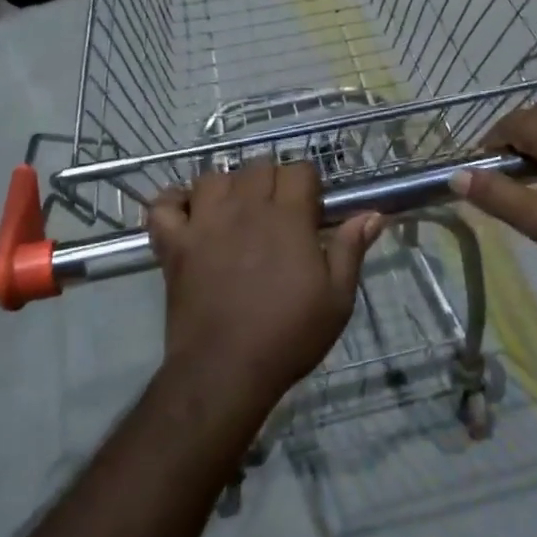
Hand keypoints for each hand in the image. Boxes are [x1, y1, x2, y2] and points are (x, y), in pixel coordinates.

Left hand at [146, 161, 382, 414]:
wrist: (225, 370)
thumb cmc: (288, 335)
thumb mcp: (337, 298)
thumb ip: (351, 249)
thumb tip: (374, 213)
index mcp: (287, 217)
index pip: (298, 170)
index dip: (308, 184)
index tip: (311, 209)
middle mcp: (244, 208)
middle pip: (256, 166)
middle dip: (271, 180)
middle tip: (277, 212)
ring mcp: (204, 223)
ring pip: (212, 177)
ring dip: (226, 187)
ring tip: (235, 211)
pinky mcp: (174, 244)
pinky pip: (163, 207)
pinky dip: (172, 203)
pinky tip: (187, 214)